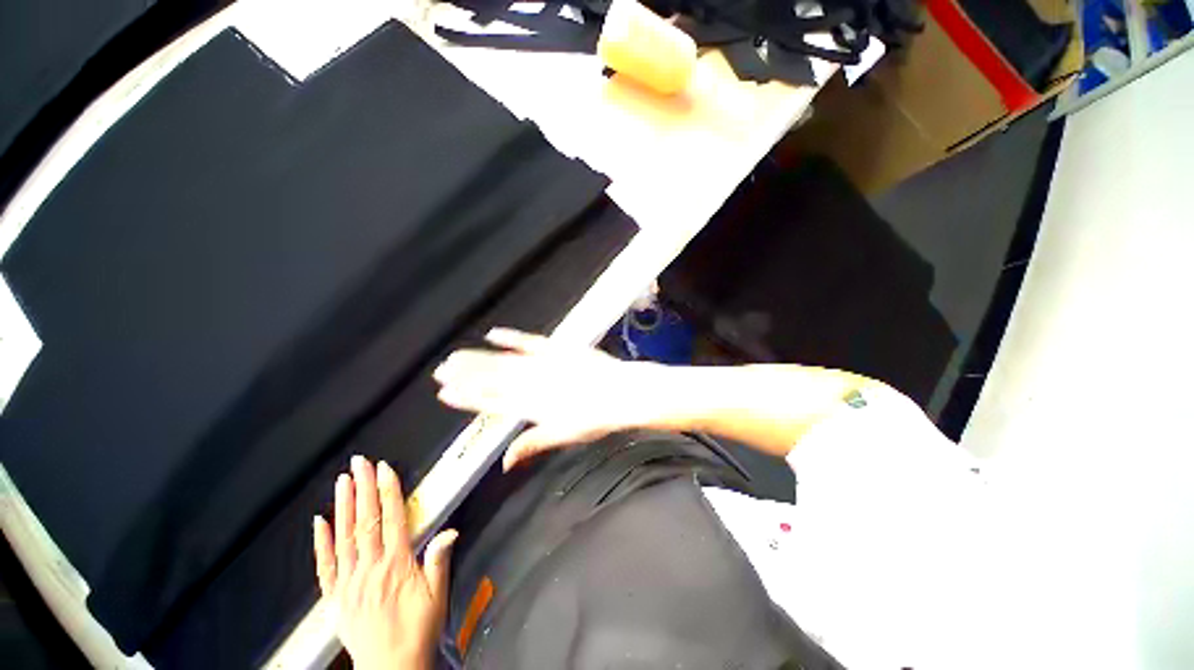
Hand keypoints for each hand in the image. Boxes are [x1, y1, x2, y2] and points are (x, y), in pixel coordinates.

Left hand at [313, 456, 457, 669]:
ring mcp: (348, 582)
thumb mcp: (438, 596)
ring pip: (344, 537)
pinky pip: (325, 566)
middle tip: (360, 463)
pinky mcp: (335, 597)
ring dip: (344, 506)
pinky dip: (320, 542)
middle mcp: (369, 569)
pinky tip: (319, 522)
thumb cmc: (419, 629)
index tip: (385, 469)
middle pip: (365, 521)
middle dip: (363, 488)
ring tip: (343, 480)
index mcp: (396, 565)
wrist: (391, 668)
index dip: (388, 491)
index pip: (392, 519)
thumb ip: (440, 561)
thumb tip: (450, 530)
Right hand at [433, 328, 662, 469]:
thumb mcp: (564, 436)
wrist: (621, 393)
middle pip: (492, 379)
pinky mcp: (557, 348)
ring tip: (455, 357)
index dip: (468, 398)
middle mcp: (532, 383)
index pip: (492, 403)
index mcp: (532, 406)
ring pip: (503, 361)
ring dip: (478, 359)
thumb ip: (533, 444)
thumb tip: (505, 462)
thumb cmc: (595, 418)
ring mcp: (544, 364)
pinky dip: (512, 338)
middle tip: (440, 372)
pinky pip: (530, 341)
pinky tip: (494, 334)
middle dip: (464, 376)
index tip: (446, 393)